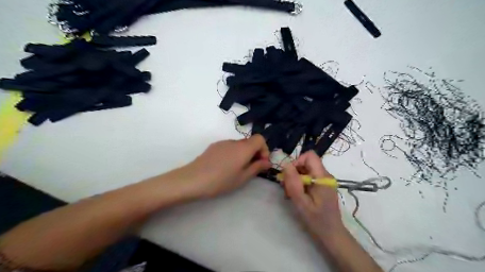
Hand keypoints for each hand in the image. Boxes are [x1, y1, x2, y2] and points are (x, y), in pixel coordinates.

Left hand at [184, 135, 270, 197]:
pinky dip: (233, 153)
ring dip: (243, 154)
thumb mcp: (242, 178)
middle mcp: (234, 141)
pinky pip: (229, 147)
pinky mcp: (214, 146)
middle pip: (250, 141)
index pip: (260, 138)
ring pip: (239, 145)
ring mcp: (223, 142)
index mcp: (244, 148)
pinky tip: (225, 167)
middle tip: (251, 168)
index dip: (264, 149)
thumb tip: (267, 162)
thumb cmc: (221, 181)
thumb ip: (257, 167)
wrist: (193, 179)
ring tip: (237, 169)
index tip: (261, 162)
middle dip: (254, 153)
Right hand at [281, 151, 343, 239]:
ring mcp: (324, 181)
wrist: (331, 234)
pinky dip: (300, 183)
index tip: (289, 176)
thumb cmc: (317, 220)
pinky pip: (309, 177)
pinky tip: (296, 195)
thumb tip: (286, 164)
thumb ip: (293, 183)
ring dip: (295, 179)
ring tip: (290, 193)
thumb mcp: (301, 202)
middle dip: (294, 172)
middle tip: (286, 187)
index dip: (297, 161)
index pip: (310, 156)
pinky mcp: (322, 186)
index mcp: (323, 177)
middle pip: (307, 163)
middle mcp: (325, 176)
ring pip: (306, 170)